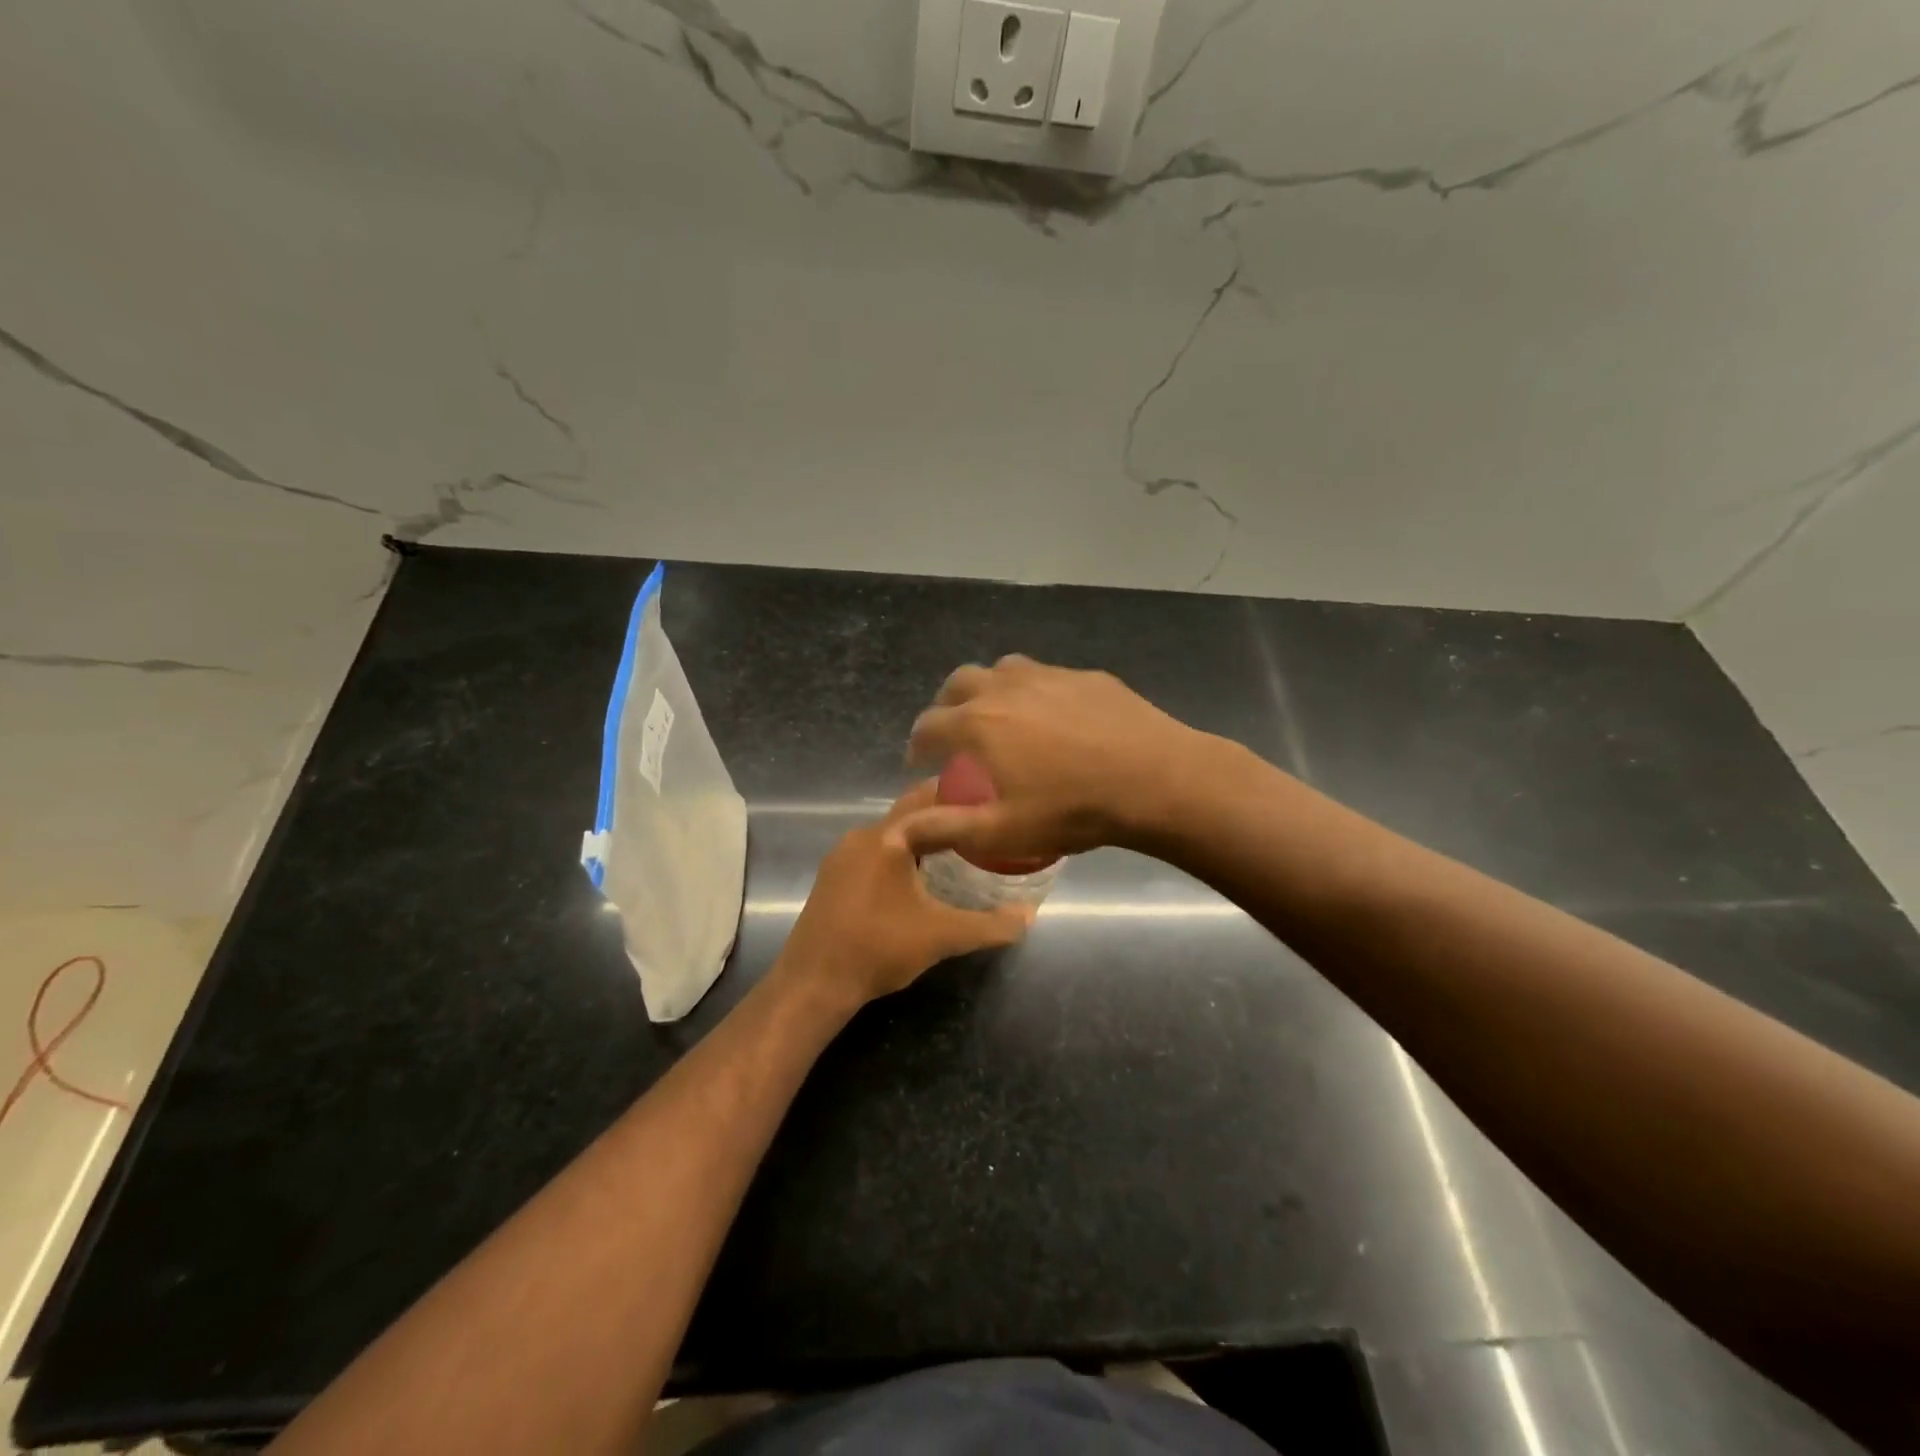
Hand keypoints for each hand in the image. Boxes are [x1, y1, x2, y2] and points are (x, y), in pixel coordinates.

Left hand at [778, 783, 1033, 1009]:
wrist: (814, 982)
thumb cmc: (879, 949)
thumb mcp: (943, 937)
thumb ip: (991, 925)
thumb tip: (1030, 916)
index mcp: (888, 837)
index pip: (930, 798)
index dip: (961, 793)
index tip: (991, 796)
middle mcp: (862, 835)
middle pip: (910, 812)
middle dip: (944, 814)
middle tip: (981, 823)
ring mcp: (842, 854)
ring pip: (890, 832)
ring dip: (921, 835)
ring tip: (957, 846)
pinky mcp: (832, 874)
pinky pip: (874, 849)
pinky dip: (899, 852)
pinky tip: (918, 875)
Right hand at [895, 655, 1205, 863]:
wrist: (1157, 780)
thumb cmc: (1073, 809)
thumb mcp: (1003, 830)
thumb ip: (944, 829)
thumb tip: (894, 833)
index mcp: (979, 723)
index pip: (928, 725)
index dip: (916, 745)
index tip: (920, 763)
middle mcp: (1006, 688)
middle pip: (959, 682)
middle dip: (946, 706)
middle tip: (954, 734)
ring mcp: (1049, 675)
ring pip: (1003, 670)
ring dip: (989, 690)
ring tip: (1000, 718)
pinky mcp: (1087, 676)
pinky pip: (1046, 676)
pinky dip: (1033, 692)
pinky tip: (1055, 719)